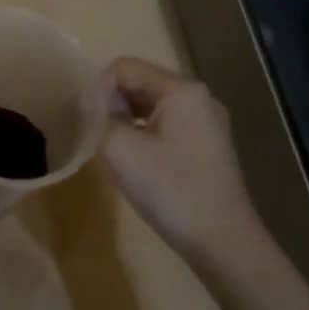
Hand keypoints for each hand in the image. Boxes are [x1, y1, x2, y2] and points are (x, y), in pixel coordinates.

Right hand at [98, 56, 266, 262]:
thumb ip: (99, 116)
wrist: (222, 242)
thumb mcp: (120, 148)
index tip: (86, 123)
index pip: (124, 67)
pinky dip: (143, 134)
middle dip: (111, 103)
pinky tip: (134, 161)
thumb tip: (92, 105)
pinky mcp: (207, 146)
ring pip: (151, 105)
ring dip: (125, 120)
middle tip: (93, 135)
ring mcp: (206, 123)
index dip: (97, 89)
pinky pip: (165, 125)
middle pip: (140, 82)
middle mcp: (198, 97)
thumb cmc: (170, 189)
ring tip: (110, 148)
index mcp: (181, 89)